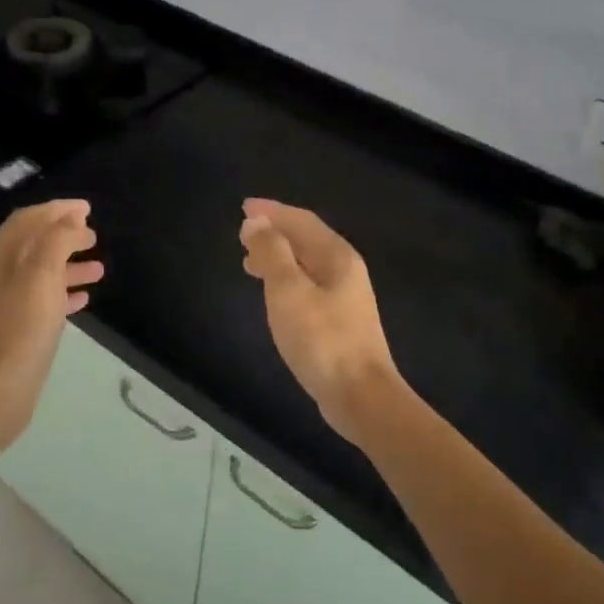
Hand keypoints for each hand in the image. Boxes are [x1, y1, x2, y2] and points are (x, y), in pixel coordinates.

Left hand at [0, 199, 102, 445]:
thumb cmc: (22, 328)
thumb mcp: (42, 276)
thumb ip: (57, 240)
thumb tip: (70, 219)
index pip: (28, 219)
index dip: (57, 210)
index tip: (88, 208)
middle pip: (33, 243)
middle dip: (64, 235)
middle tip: (95, 235)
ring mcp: (1, 302)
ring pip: (39, 272)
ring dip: (68, 264)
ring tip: (99, 267)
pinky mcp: (12, 327)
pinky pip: (40, 298)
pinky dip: (62, 291)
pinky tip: (84, 297)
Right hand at [239, 198, 401, 436]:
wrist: (360, 396)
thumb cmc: (322, 340)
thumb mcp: (288, 291)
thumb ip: (272, 253)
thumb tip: (256, 223)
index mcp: (337, 257)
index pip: (302, 221)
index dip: (272, 211)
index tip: (244, 207)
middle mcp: (346, 271)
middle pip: (307, 241)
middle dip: (275, 233)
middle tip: (243, 236)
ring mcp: (346, 299)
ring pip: (307, 265)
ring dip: (279, 258)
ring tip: (250, 264)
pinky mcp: (340, 323)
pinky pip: (308, 287)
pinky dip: (286, 281)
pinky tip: (274, 297)